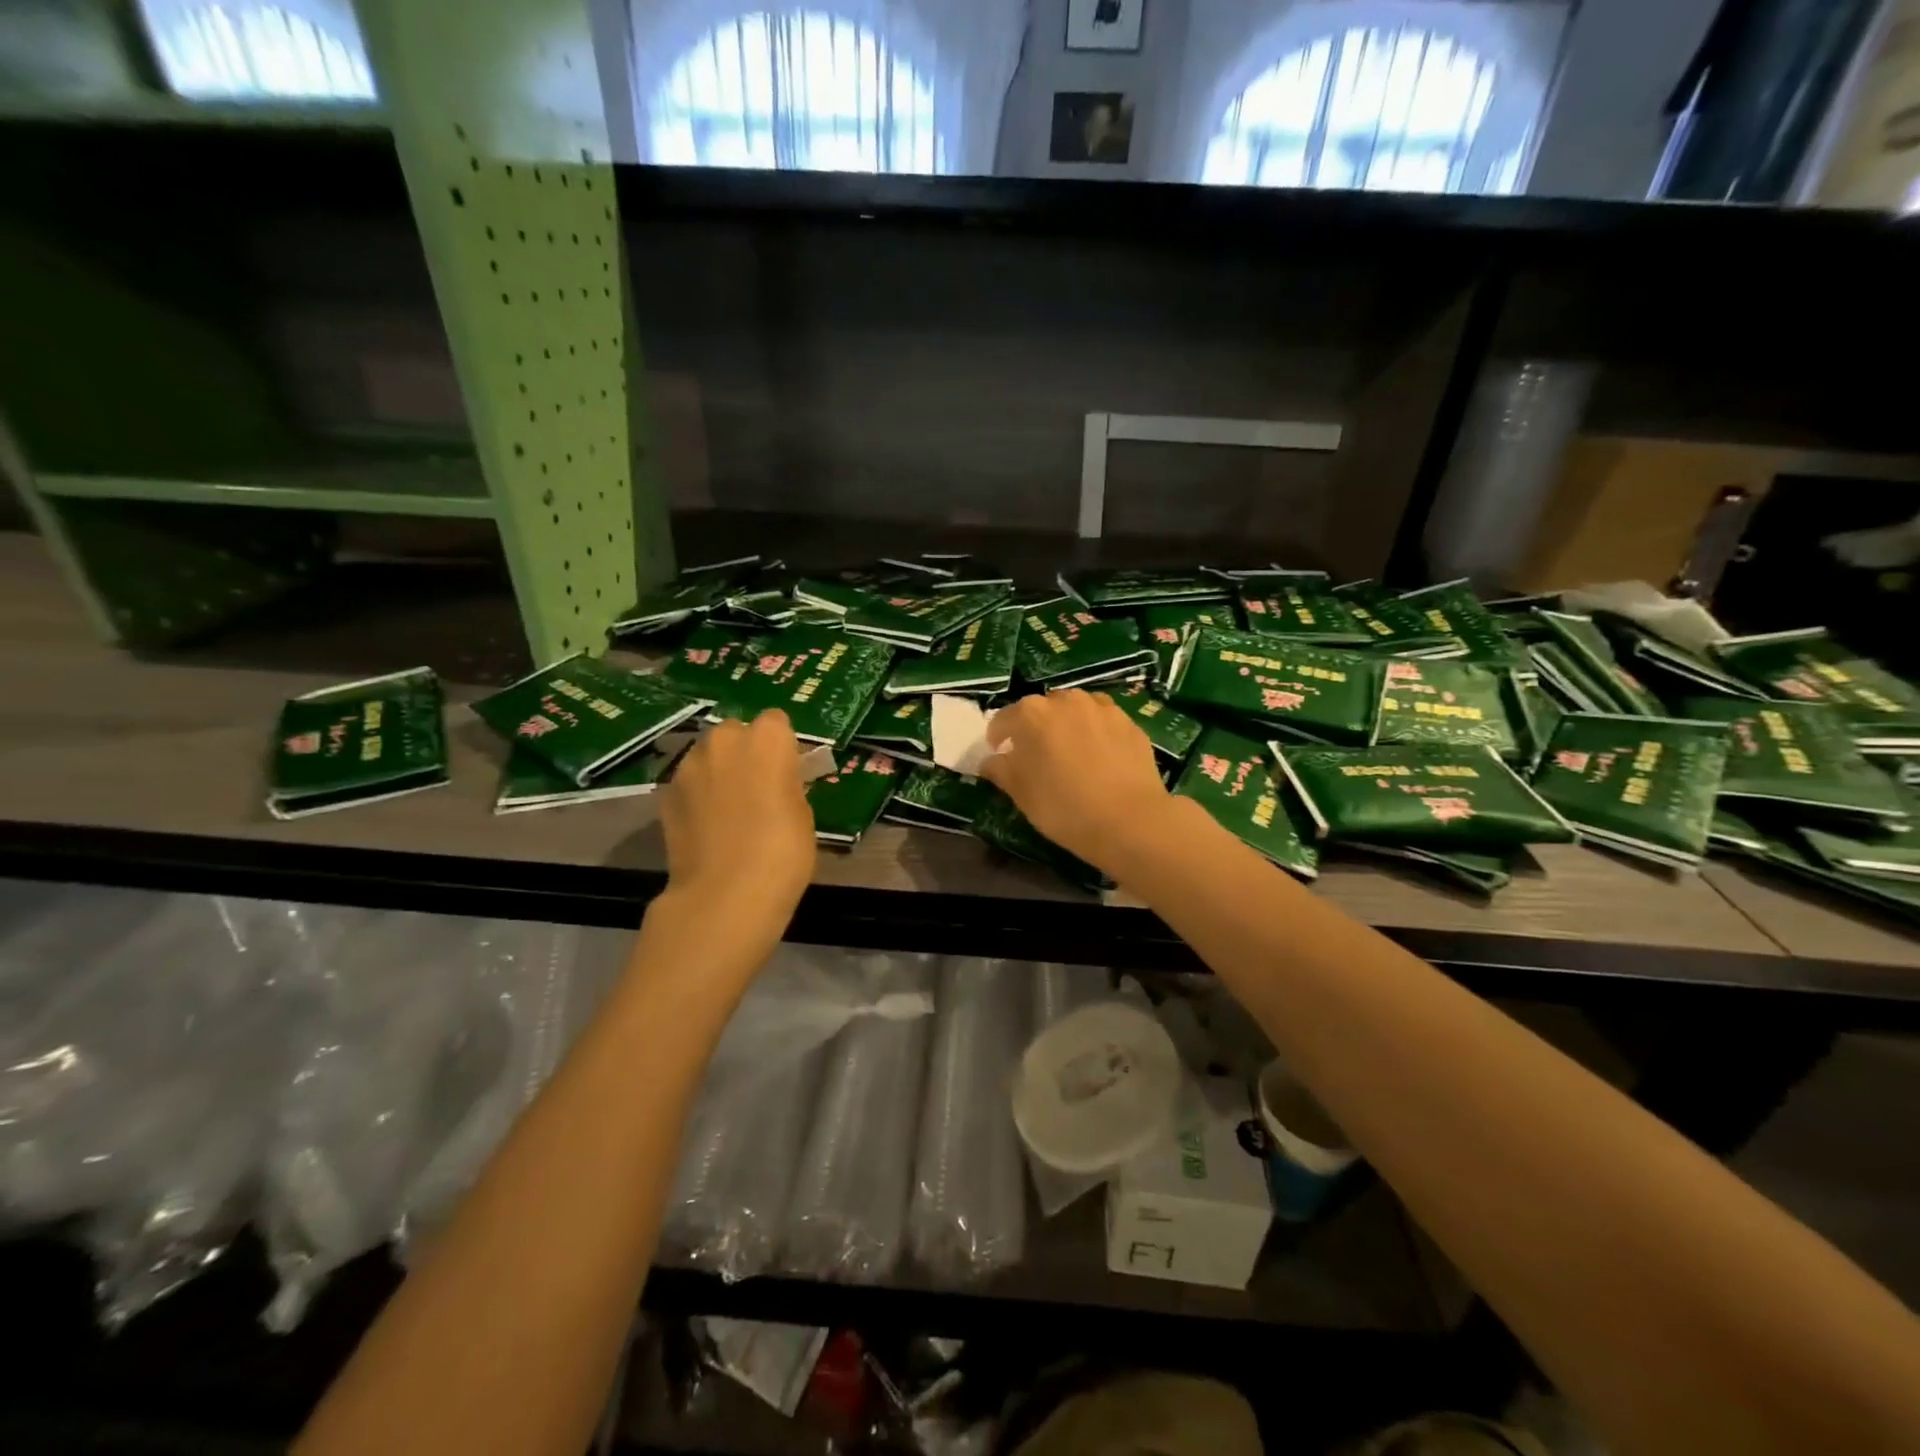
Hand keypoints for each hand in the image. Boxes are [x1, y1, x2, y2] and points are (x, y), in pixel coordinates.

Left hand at [658, 710, 815, 933]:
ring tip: (729, 809)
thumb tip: (776, 781)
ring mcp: (689, 765)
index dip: (782, 746)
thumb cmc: (782, 852)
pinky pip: (688, 783)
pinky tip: (707, 826)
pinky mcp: (665, 792)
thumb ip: (786, 783)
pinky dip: (697, 795)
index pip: (776, 722)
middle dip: (745, 752)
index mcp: (767, 739)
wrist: (724, 894)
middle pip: (737, 732)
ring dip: (718, 771)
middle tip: (758, 788)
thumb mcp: (802, 813)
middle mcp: (724, 740)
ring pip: (708, 755)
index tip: (787, 772)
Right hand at [981, 689, 1173, 869]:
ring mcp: (1101, 708)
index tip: (1000, 755)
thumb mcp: (1021, 794)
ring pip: (1075, 710)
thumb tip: (990, 760)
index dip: (998, 738)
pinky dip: (1095, 732)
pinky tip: (1100, 757)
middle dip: (1035, 728)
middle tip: (1037, 756)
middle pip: (1041, 709)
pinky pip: (1102, 721)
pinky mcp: (1129, 722)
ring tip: (1071, 752)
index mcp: (1030, 714)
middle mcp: (1065, 700)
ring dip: (1067, 725)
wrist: (1128, 820)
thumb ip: (1000, 770)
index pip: (1003, 720)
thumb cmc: (1062, 807)